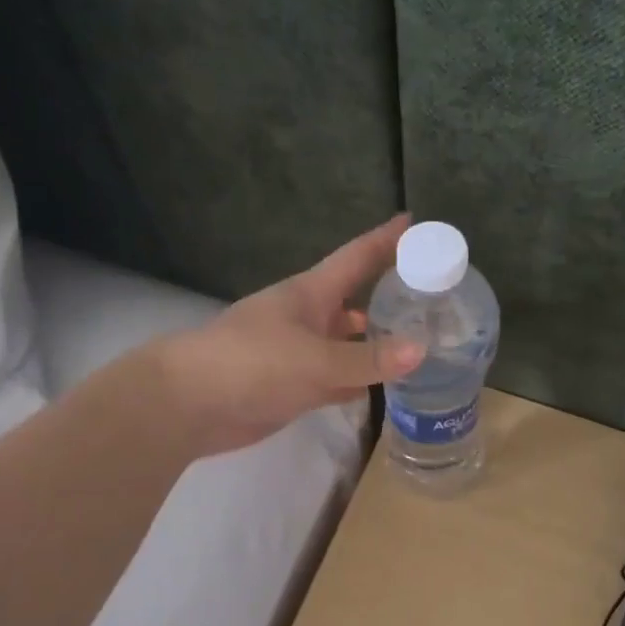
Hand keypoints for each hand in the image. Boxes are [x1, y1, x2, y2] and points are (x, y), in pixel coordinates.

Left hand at [158, 215, 422, 456]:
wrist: (188, 403)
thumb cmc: (251, 363)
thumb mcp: (314, 360)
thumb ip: (366, 359)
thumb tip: (422, 350)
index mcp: (311, 294)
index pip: (357, 257)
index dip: (385, 239)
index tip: (415, 222)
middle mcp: (309, 317)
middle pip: (358, 300)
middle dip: (391, 295)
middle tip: (436, 297)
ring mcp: (301, 353)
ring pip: (350, 342)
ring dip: (379, 341)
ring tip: (425, 341)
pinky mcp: (295, 386)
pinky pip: (338, 378)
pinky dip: (361, 379)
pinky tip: (389, 383)